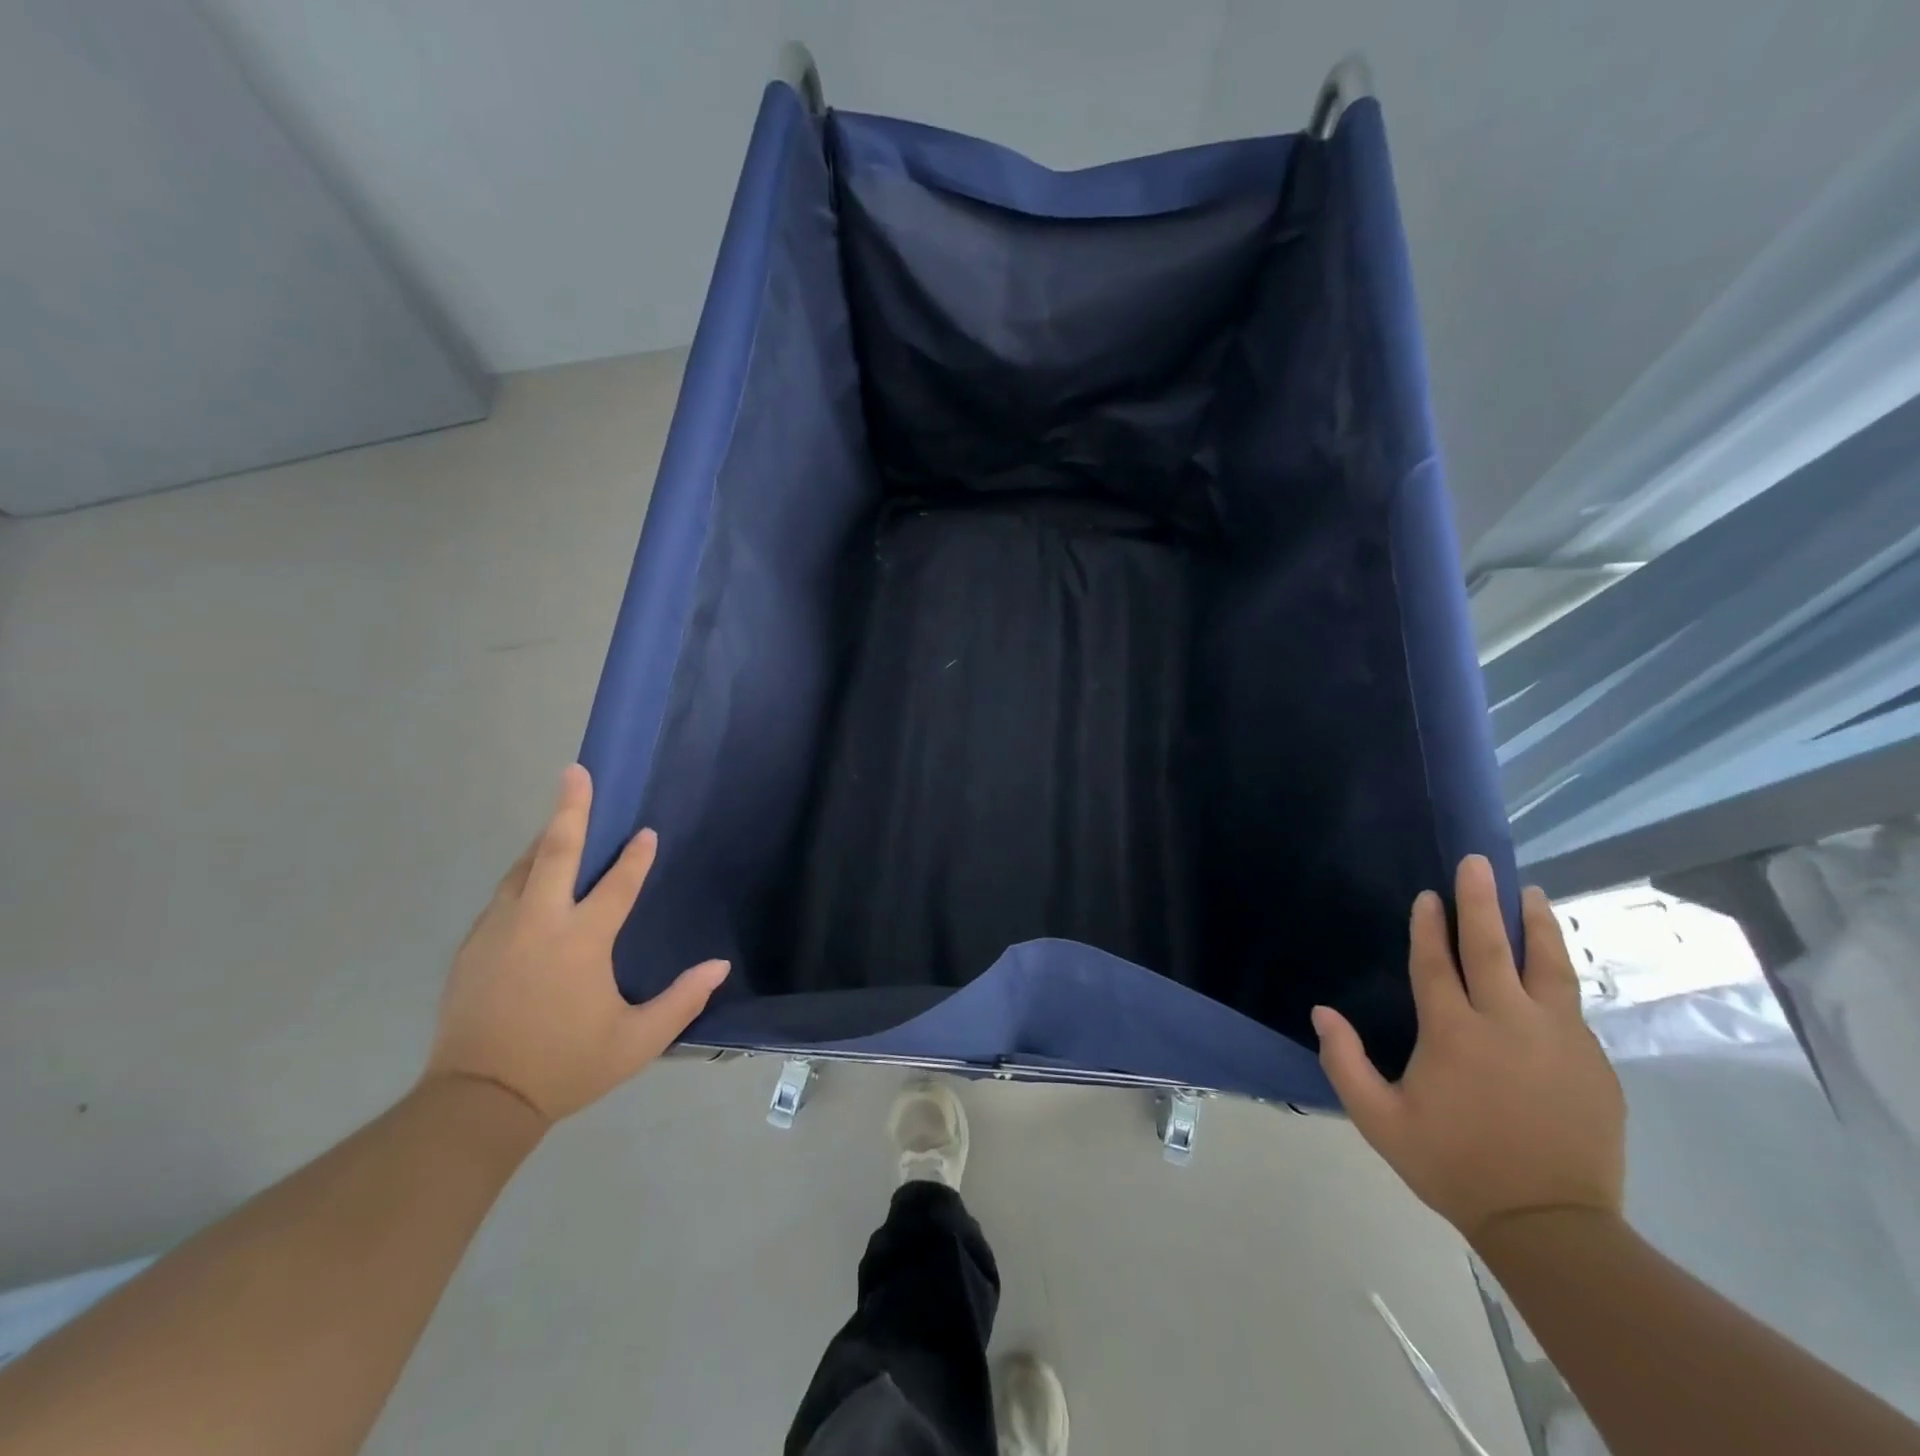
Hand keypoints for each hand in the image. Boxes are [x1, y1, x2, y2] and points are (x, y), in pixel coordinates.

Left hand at [424, 764, 728, 1123]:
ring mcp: (499, 931)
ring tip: (560, 817)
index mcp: (581, 942)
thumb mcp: (637, 1041)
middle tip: (576, 772)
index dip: (636, 858)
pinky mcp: (473, 946)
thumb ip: (682, 1000)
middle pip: (555, 853)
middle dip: (569, 809)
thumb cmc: (566, 1065)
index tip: (647, 833)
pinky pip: (504, 895)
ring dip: (544, 839)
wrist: (477, 1101)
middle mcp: (538, 924)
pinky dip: (523, 874)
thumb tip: (720, 966)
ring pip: (522, 869)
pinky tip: (532, 877)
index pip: (616, 885)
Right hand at [1312, 855, 1624, 1244]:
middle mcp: (1507, 1023)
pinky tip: (1552, 960)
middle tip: (1477, 862)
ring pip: (1548, 966)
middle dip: (1482, 901)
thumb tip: (1322, 1011)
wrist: (1552, 1226)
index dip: (1429, 926)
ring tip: (1528, 892)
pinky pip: (1572, 1002)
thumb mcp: (1379, 1121)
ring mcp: (1558, 1039)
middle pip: (1493, 948)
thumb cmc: (1454, 1166)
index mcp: (1453, 1033)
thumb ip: (1345, 1062)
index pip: (1437, 963)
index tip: (1429, 894)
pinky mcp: (1593, 1061)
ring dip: (1535, 924)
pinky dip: (1558, 970)